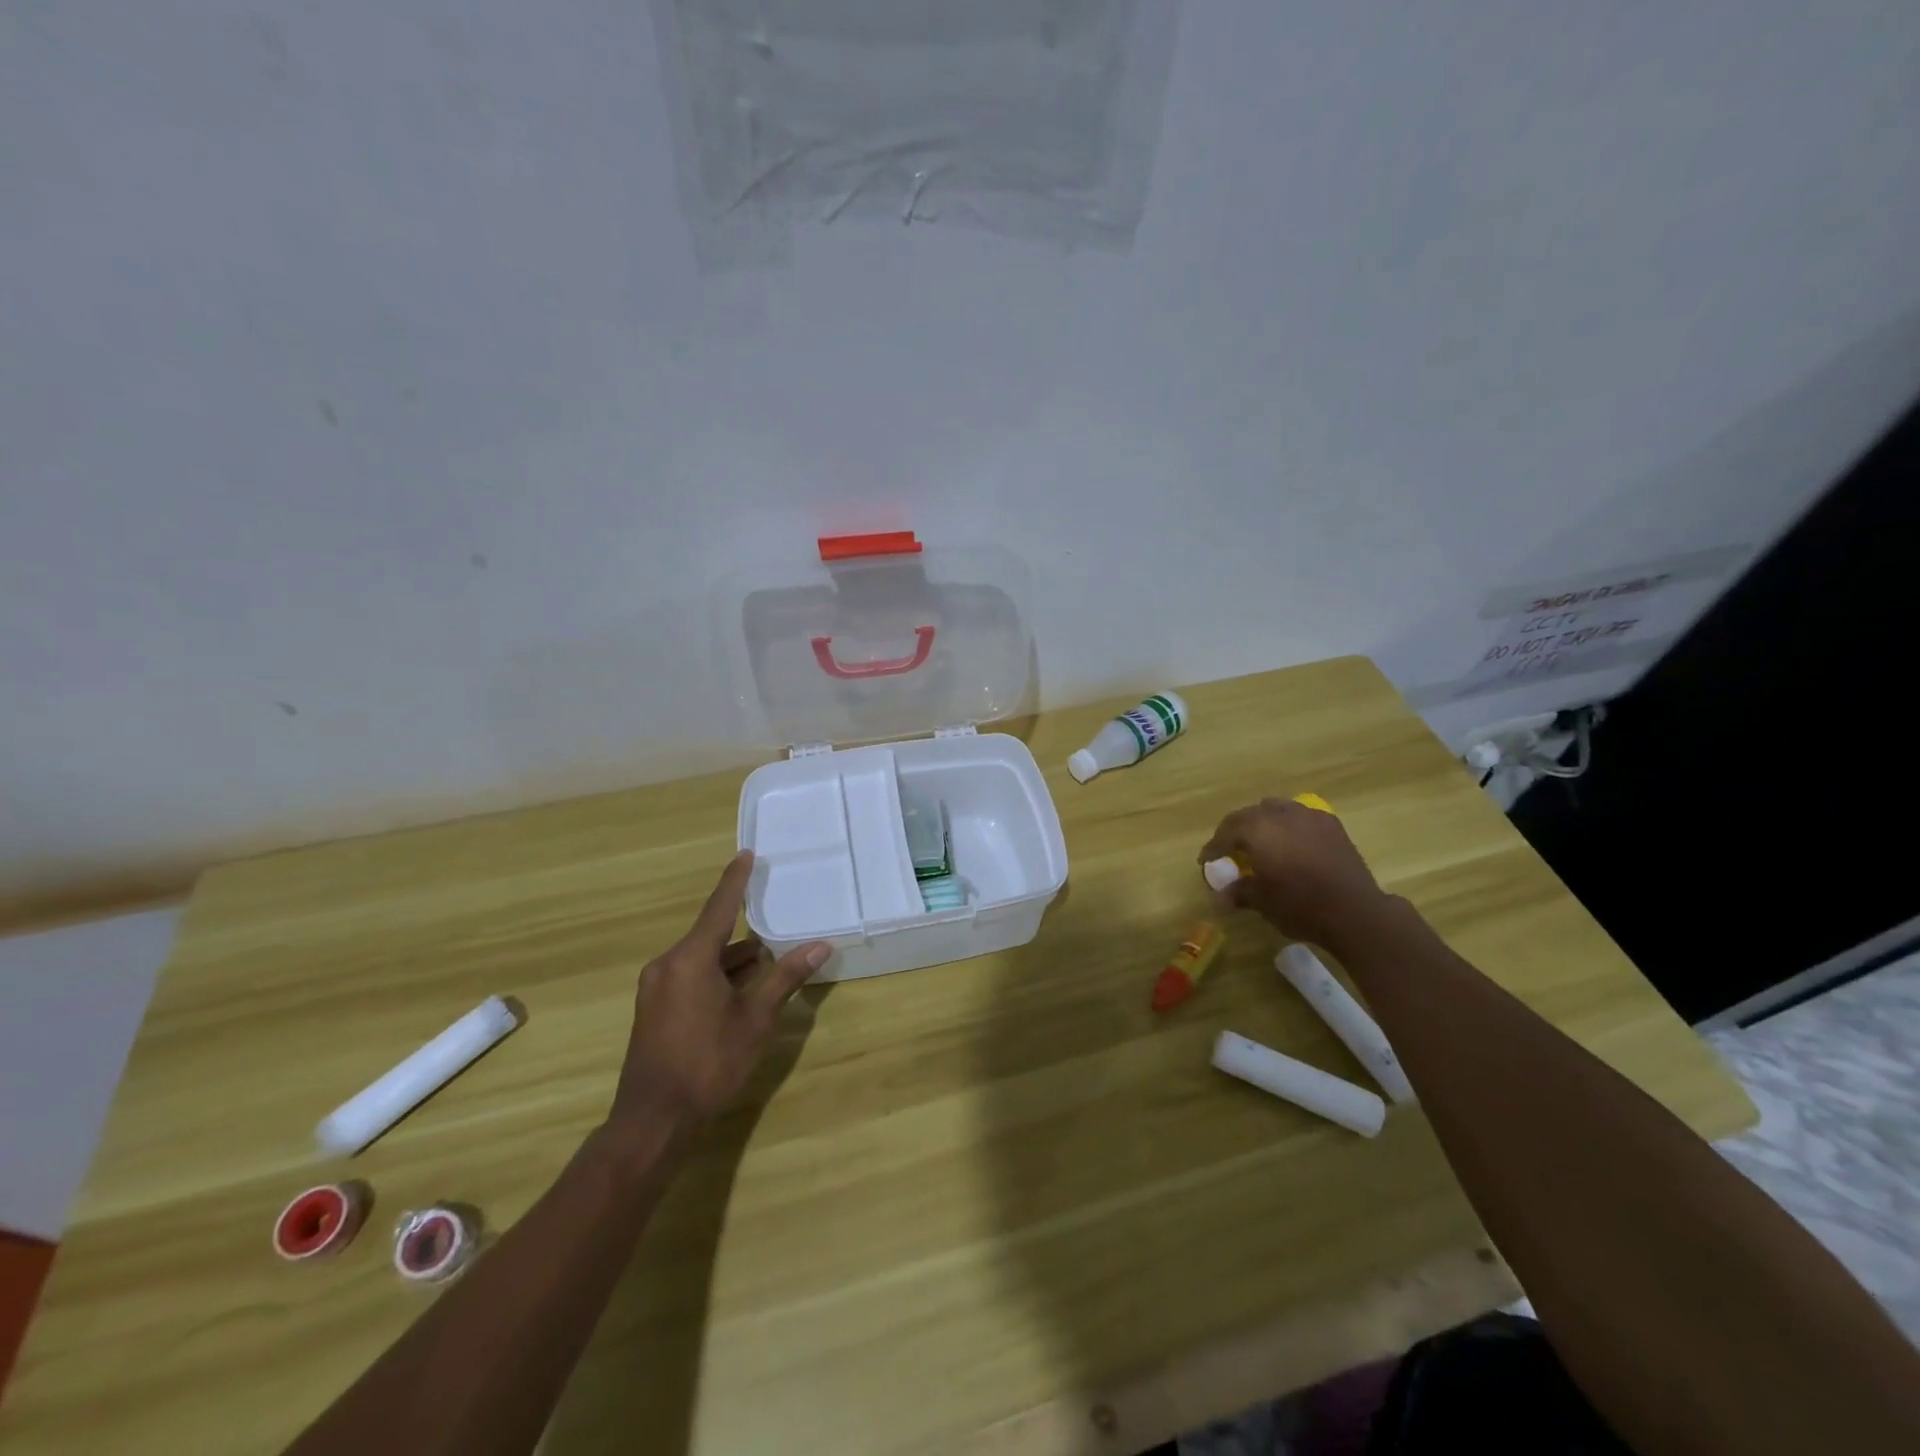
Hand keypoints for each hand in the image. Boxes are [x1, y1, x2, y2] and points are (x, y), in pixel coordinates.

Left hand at [610, 851, 830, 1129]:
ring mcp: (657, 987)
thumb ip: (785, 978)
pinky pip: (690, 976)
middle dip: (744, 931)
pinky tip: (742, 989)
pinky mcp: (654, 1008)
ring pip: (702, 959)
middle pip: (712, 935)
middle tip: (775, 916)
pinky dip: (717, 975)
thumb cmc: (708, 1063)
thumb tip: (820, 946)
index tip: (746, 854)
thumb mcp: (755, 1019)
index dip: (735, 880)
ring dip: (733, 959)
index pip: (719, 907)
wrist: (654, 1120)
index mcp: (690, 959)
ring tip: (769, 958)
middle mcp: (668, 964)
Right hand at [1199, 798, 1391, 951]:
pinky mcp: (1331, 825)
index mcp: (1257, 829)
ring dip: (1262, 823)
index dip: (1213, 847)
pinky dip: (1288, 825)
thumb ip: (1237, 892)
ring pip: (1275, 809)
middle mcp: (1280, 814)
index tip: (1206, 862)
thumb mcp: (1261, 901)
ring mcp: (1308, 816)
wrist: (1355, 912)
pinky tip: (1292, 842)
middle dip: (1235, 831)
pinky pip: (1300, 816)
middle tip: (1230, 850)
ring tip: (1260, 842)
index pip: (1226, 831)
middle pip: (1248, 815)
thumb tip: (1220, 898)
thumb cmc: (1300, 905)